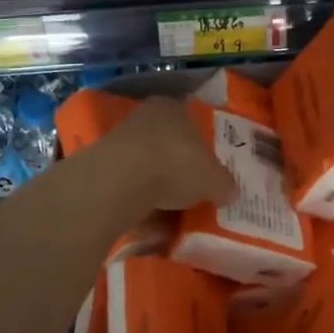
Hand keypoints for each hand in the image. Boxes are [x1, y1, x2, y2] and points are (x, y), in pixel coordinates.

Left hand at [97, 96, 235, 212]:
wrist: (122, 180)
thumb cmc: (177, 164)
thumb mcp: (215, 179)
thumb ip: (224, 184)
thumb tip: (230, 192)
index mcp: (174, 108)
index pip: (192, 123)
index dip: (203, 147)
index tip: (210, 170)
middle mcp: (146, 118)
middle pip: (169, 146)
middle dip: (181, 170)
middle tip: (196, 194)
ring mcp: (121, 142)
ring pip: (148, 168)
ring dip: (160, 190)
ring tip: (175, 215)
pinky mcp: (103, 168)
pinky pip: (131, 188)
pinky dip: (142, 204)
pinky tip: (153, 224)